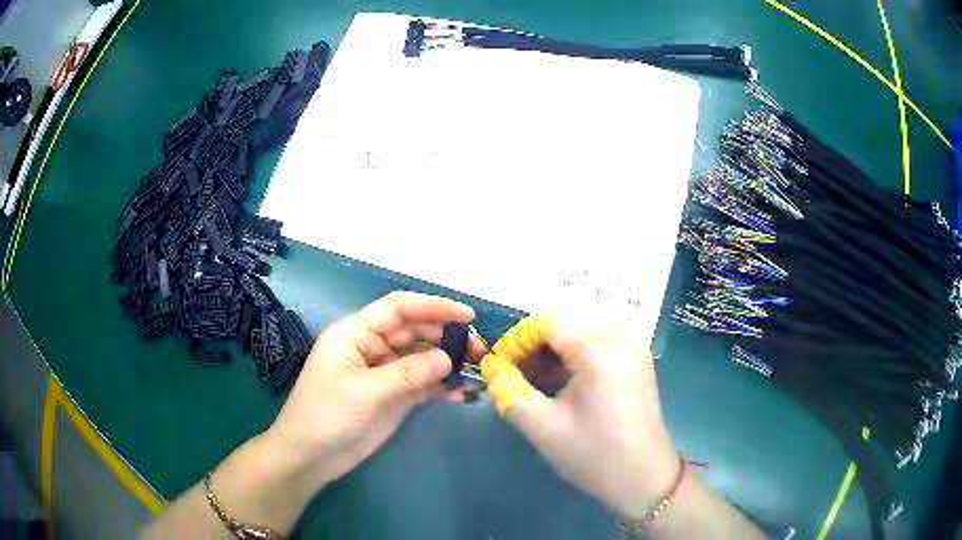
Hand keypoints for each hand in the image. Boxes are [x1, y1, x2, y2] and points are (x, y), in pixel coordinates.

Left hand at [264, 291, 481, 493]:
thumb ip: (407, 373)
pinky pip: (423, 384)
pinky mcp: (394, 396)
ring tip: (478, 369)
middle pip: (415, 332)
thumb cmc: (327, 415)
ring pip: (423, 358)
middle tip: (480, 349)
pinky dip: (442, 386)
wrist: (311, 456)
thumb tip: (448, 359)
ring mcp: (385, 373)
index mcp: (356, 334)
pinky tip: (461, 394)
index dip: (432, 307)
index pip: (398, 309)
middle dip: (447, 336)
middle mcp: (372, 347)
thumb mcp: (364, 391)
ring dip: (449, 362)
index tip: (467, 315)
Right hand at [489, 317, 677, 518]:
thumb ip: (508, 390)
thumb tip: (491, 367)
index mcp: (599, 349)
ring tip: (534, 385)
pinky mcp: (636, 364)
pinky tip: (561, 387)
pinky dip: (574, 360)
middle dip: (534, 347)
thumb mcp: (542, 426)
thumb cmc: (594, 455)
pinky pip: (598, 348)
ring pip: (581, 335)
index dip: (517, 339)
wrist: (644, 479)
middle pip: (565, 325)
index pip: (547, 321)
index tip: (500, 367)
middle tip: (514, 377)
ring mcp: (632, 350)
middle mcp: (620, 339)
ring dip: (553, 354)